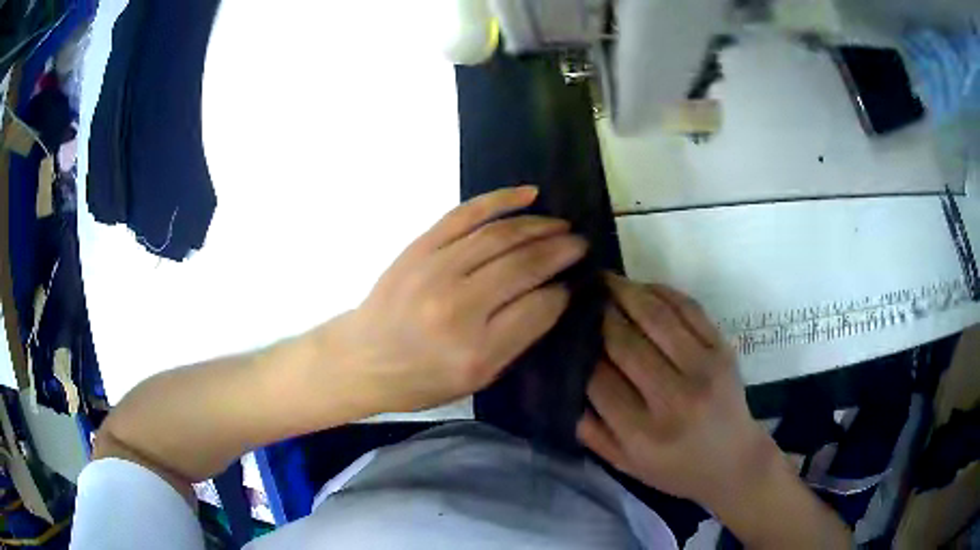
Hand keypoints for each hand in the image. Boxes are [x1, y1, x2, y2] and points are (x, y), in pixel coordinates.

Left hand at [339, 186, 585, 413]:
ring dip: (539, 226)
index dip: (563, 292)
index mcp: (476, 351)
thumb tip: (554, 295)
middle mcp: (458, 307)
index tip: (573, 283)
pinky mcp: (420, 247)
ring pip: (501, 235)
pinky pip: (466, 214)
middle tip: (581, 244)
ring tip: (562, 226)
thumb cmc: (421, 379)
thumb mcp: (477, 379)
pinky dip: (500, 200)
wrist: (362, 358)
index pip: (539, 308)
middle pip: (524, 265)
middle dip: (561, 251)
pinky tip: (528, 194)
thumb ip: (518, 339)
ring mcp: (435, 270)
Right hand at [578, 274, 774, 507]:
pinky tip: (642, 287)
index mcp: (644, 434)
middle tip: (580, 295)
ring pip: (656, 317)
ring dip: (626, 292)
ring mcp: (704, 369)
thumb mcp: (625, 464)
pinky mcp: (723, 349)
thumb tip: (561, 385)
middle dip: (598, 314)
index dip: (579, 350)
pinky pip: (689, 309)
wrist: (734, 461)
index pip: (599, 380)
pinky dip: (662, 291)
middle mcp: (675, 399)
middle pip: (625, 343)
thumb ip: (590, 431)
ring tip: (605, 280)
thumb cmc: (675, 468)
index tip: (564, 331)